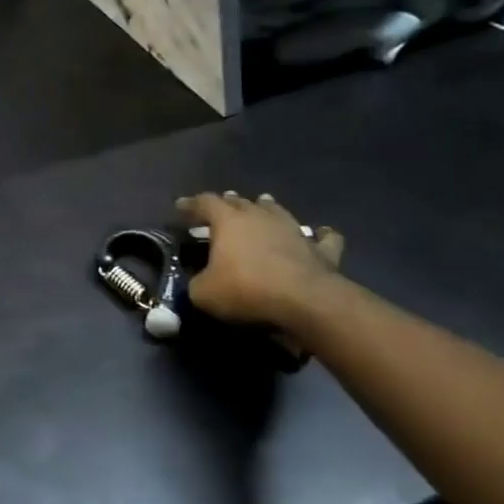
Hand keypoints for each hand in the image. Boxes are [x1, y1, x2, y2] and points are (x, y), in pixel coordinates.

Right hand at [177, 191, 345, 330]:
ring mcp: (294, 230)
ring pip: (278, 211)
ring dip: (268, 207)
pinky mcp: (321, 250)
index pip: (205, 203)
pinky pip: (323, 238)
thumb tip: (199, 282)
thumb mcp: (203, 293)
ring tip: (262, 204)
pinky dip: (320, 235)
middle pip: (241, 202)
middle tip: (221, 204)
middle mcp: (260, 218)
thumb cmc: (246, 290)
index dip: (191, 204)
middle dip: (228, 202)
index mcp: (229, 221)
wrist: (306, 302)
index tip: (180, 206)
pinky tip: (321, 233)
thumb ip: (196, 283)